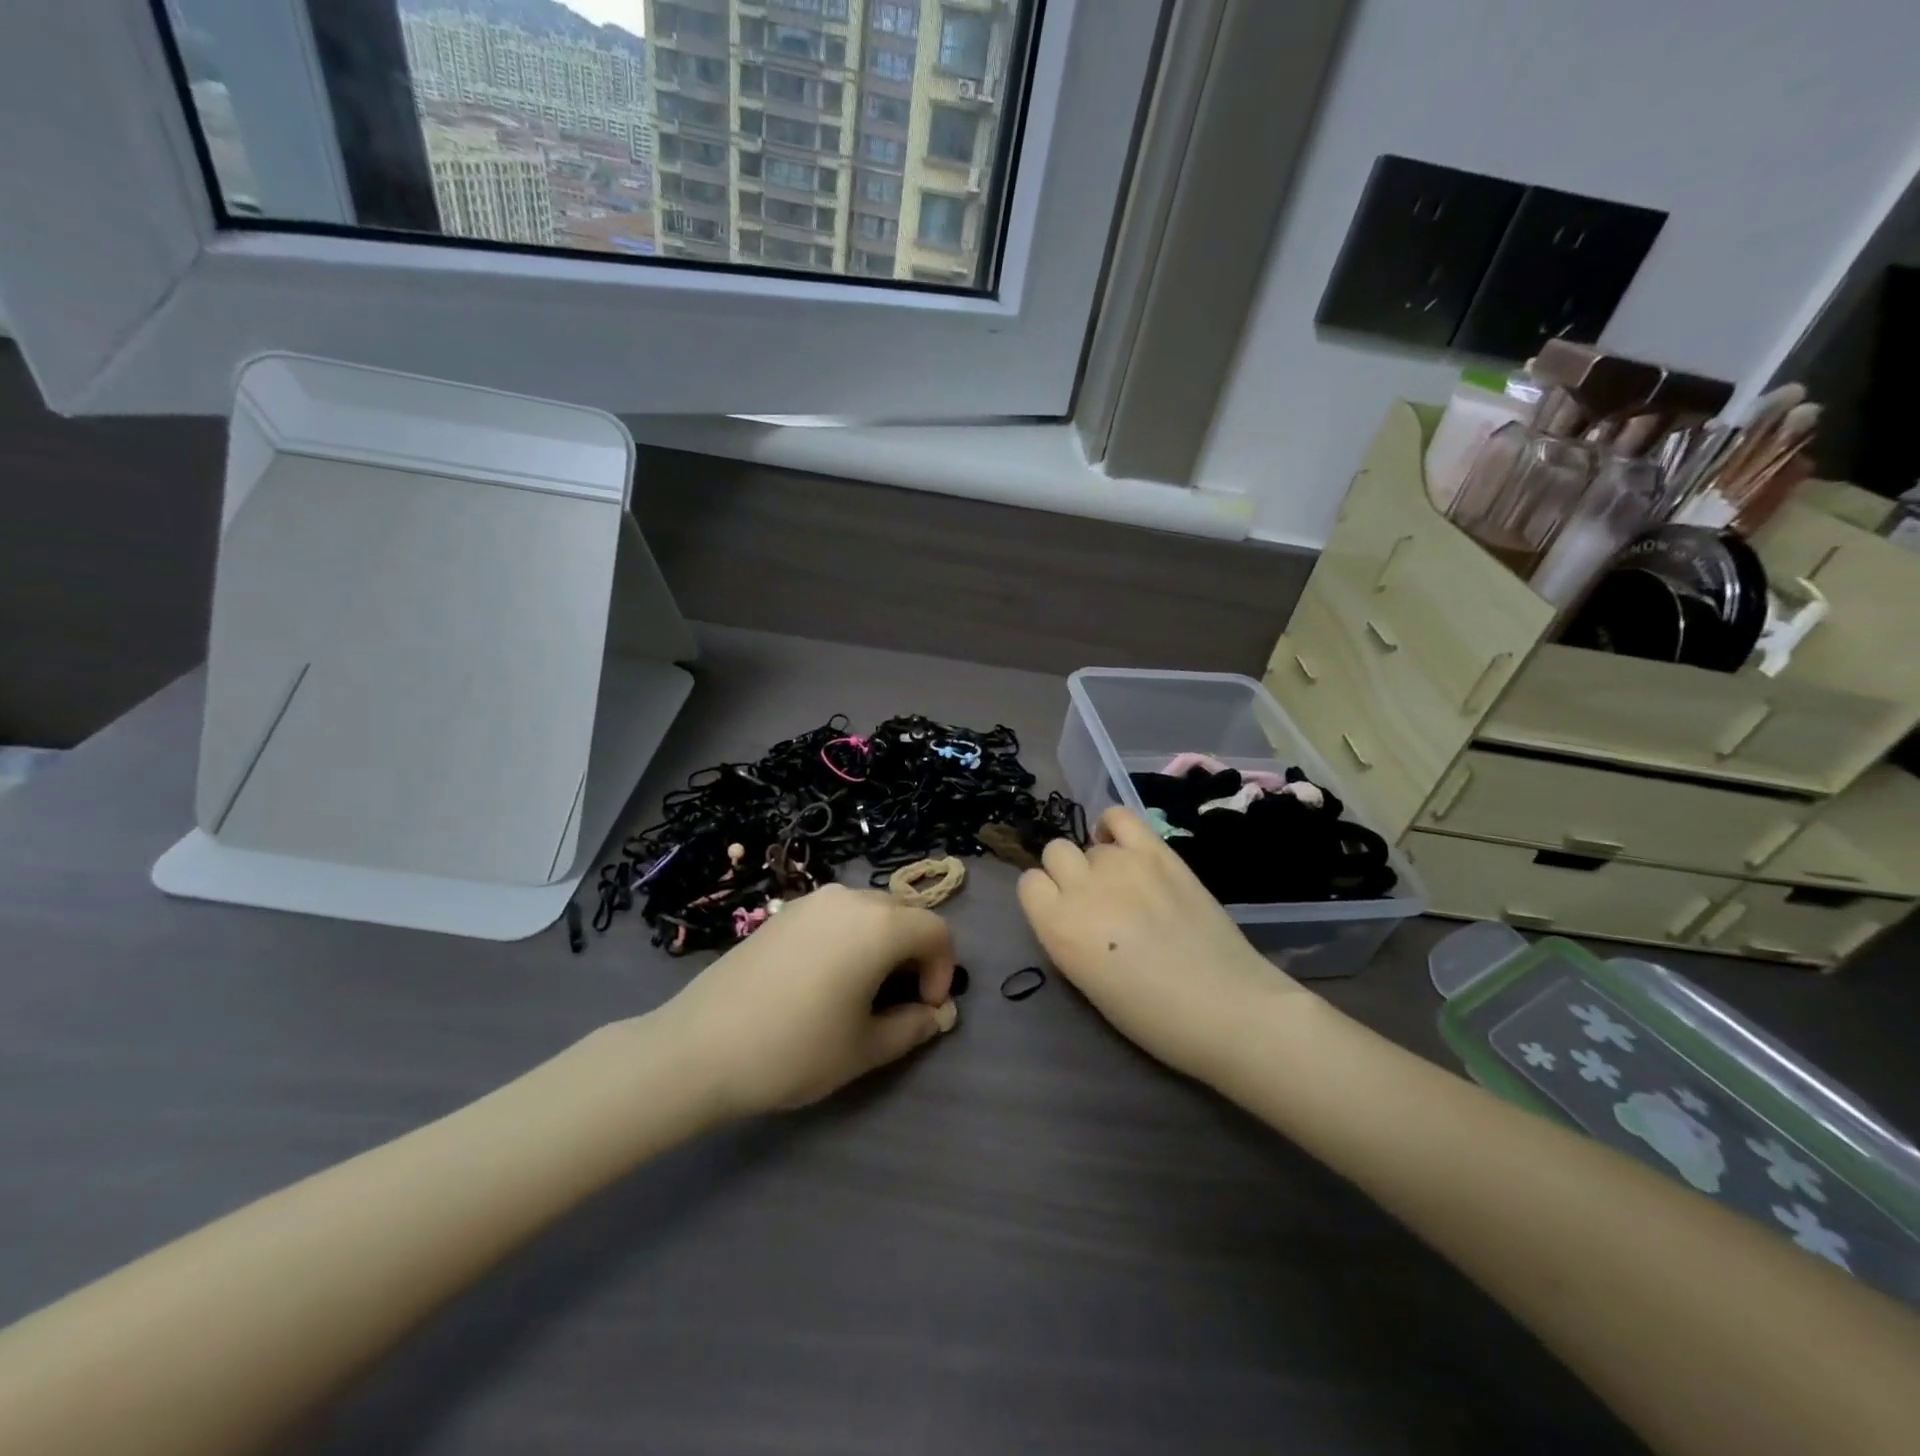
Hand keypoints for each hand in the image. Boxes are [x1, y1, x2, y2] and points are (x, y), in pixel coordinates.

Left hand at [658, 884, 959, 1117]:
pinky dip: (851, 938)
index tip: (924, 1009)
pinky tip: (826, 979)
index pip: (936, 932)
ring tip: (863, 991)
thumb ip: (912, 1027)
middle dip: (915, 955)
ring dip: (883, 945)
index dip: (943, 970)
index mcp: (879, 925)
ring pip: (870, 912)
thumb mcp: (864, 1049)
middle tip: (899, 1002)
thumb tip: (936, 1015)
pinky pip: (837, 915)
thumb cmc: (794, 1049)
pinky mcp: (785, 912)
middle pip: (905, 915)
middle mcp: (850, 898)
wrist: (699, 1047)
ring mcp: (813, 900)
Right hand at [1016, 807, 1310, 1084]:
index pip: (1029, 884)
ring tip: (1126, 886)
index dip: (1046, 897)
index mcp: (1057, 927)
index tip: (1065, 913)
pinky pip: (1120, 817)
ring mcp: (1122, 864)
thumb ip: (1067, 934)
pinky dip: (1114, 827)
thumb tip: (1071, 909)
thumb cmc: (1152, 1016)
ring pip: (1090, 843)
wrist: (1226, 1008)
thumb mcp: (1086, 981)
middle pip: (1056, 853)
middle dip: (1068, 874)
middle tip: (1096, 901)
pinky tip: (1125, 848)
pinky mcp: (1158, 852)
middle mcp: (1082, 887)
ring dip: (1100, 862)